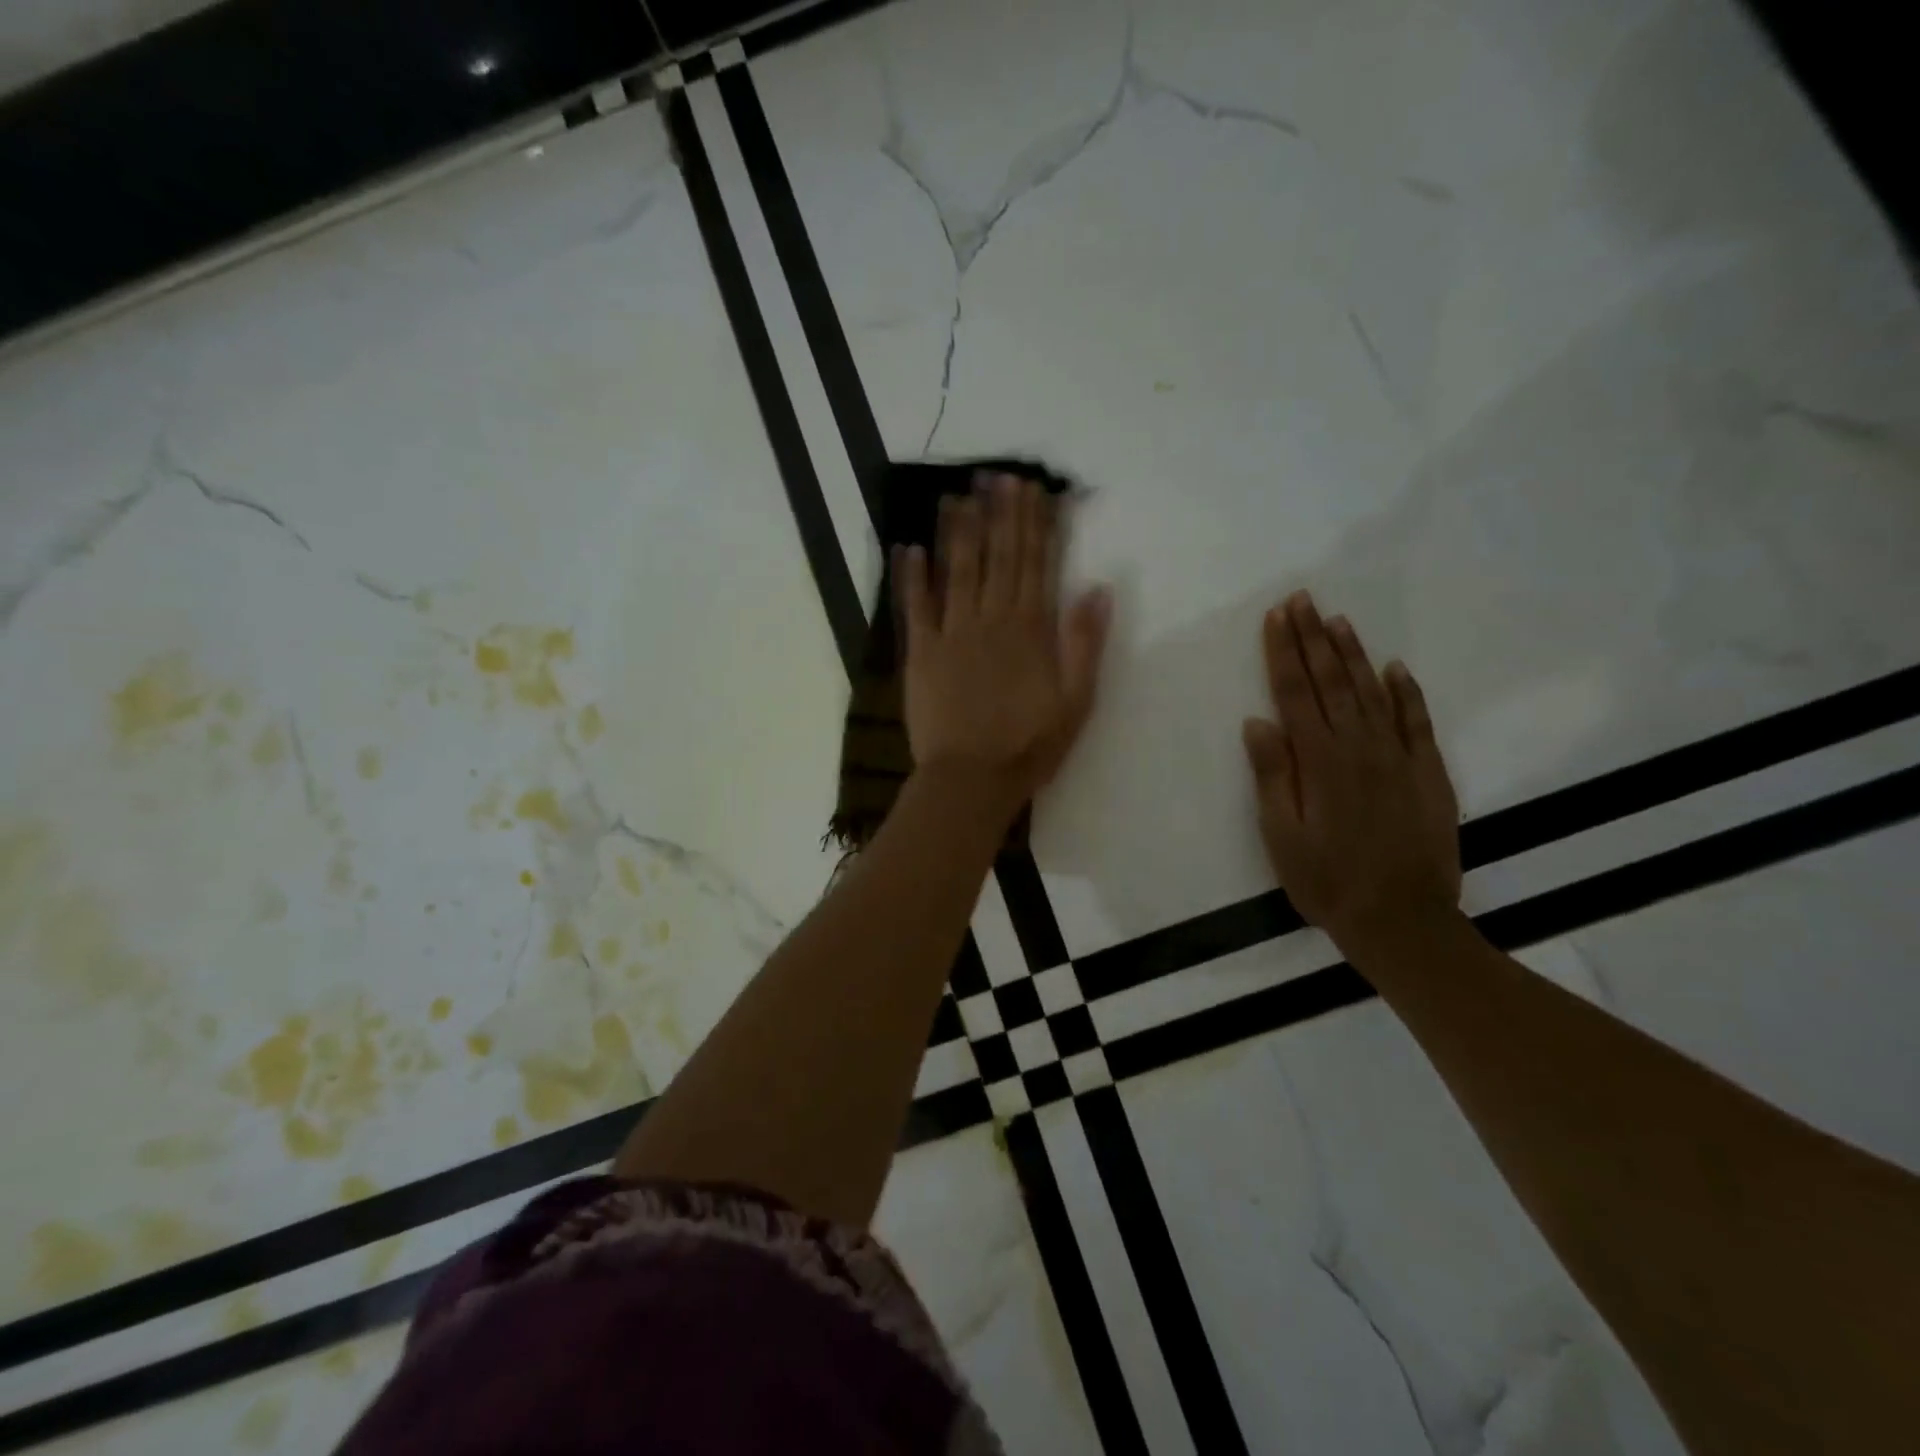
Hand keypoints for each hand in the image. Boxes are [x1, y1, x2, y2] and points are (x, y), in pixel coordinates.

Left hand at [897, 474, 1111, 809]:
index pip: (1037, 563)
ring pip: (957, 570)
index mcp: (1031, 629)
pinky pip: (916, 606)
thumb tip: (1099, 588)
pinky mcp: (921, 653)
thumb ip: (1085, 643)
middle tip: (997, 475)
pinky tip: (909, 547)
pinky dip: (912, 576)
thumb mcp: (1076, 701)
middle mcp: (991, 619)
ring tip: (958, 494)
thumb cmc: (1029, 745)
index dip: (1037, 524)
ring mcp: (952, 633)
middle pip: (998, 557)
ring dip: (958, 530)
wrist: (971, 779)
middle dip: (999, 514)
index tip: (1035, 489)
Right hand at [1243, 592, 1460, 955]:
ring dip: (1352, 654)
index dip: (1283, 652)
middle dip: (1313, 637)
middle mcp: (1359, 747)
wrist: (1403, 920)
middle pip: (1331, 681)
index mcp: (1319, 760)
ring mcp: (1398, 757)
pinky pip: (1416, 722)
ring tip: (1337, 620)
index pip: (1295, 693)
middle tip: (1302, 599)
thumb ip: (1272, 775)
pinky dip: (1405, 692)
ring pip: (1372, 692)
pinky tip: (1394, 668)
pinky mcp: (1428, 773)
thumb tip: (1257, 722)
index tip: (1276, 616)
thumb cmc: (1327, 880)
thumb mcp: (1282, 835)